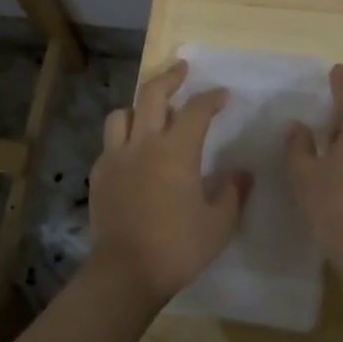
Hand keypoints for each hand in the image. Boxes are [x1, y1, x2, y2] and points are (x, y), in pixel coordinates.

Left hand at [87, 61, 249, 306]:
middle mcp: (144, 144)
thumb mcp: (219, 224)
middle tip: (181, 69)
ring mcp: (117, 157)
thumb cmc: (178, 247)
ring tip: (148, 111)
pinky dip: (122, 138)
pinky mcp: (99, 175)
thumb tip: (243, 173)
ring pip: (121, 114)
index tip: (222, 95)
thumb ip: (233, 193)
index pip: (196, 110)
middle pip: (152, 94)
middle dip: (169, 77)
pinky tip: (131, 152)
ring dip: (137, 106)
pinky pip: (109, 144)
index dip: (211, 98)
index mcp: (177, 151)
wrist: (126, 271)